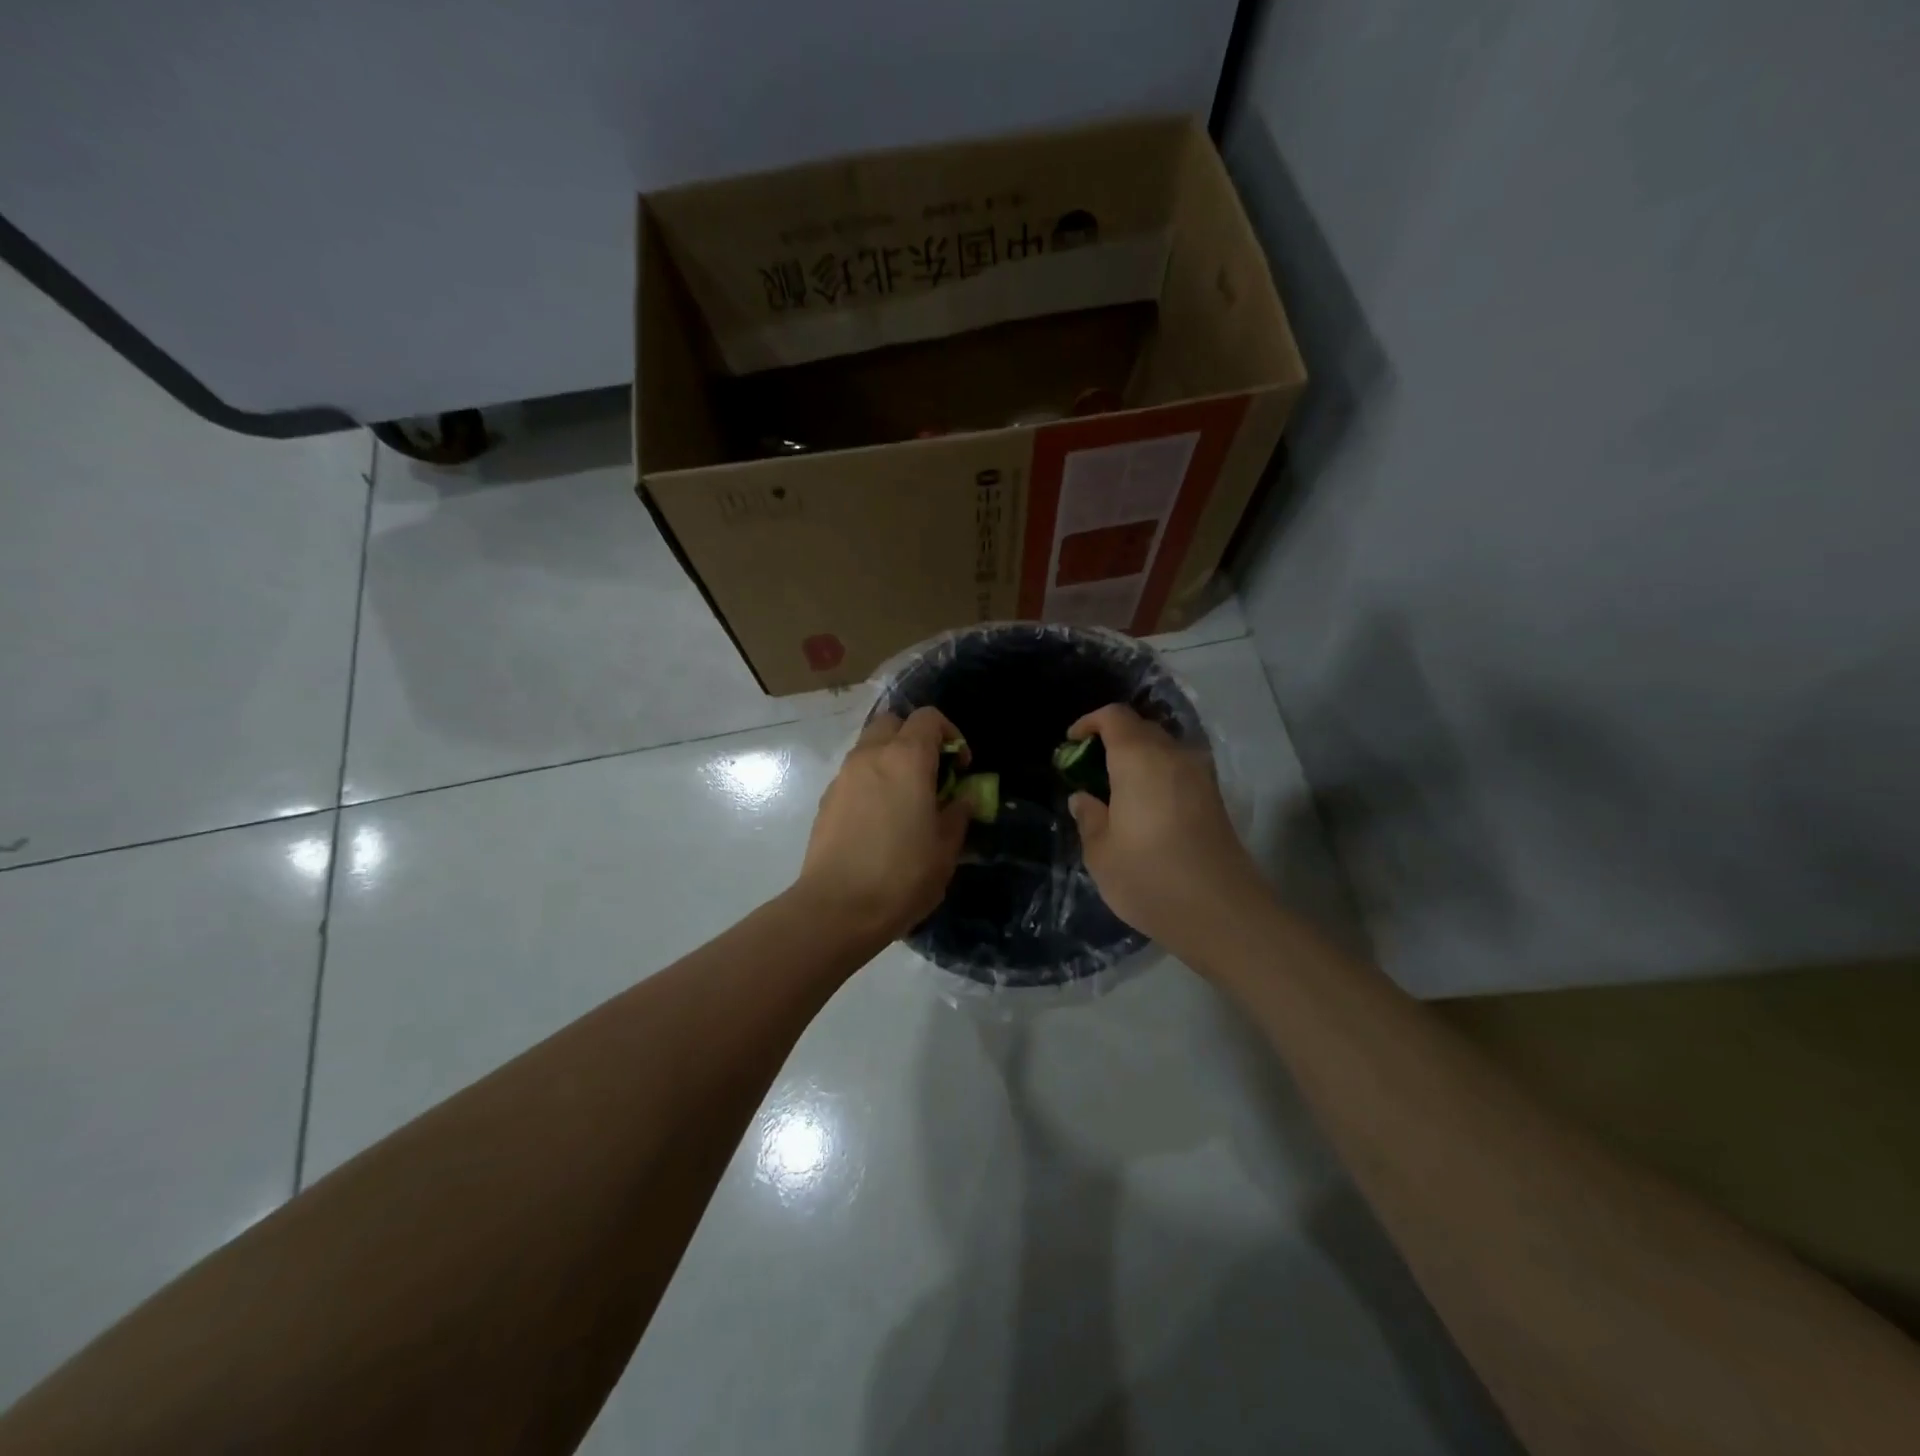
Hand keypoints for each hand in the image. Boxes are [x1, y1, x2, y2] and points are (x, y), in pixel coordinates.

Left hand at [796, 707, 971, 941]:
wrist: (837, 908)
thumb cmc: (902, 875)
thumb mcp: (946, 848)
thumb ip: (958, 812)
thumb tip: (963, 797)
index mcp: (906, 758)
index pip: (929, 717)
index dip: (951, 735)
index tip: (961, 768)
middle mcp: (871, 755)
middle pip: (893, 722)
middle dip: (915, 738)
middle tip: (931, 774)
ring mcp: (843, 776)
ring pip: (870, 747)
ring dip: (891, 760)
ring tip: (906, 799)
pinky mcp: (826, 799)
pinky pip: (854, 774)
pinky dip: (871, 781)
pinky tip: (880, 820)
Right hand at [1066, 704, 1265, 949]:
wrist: (1220, 912)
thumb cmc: (1149, 877)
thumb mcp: (1101, 853)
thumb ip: (1089, 817)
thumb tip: (1083, 798)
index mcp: (1139, 759)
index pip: (1114, 717)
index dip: (1090, 722)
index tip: (1071, 743)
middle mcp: (1173, 756)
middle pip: (1141, 729)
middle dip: (1112, 740)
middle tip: (1089, 770)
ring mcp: (1200, 776)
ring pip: (1163, 750)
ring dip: (1137, 760)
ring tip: (1115, 791)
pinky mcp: (1214, 799)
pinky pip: (1178, 771)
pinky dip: (1156, 776)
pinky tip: (1143, 808)